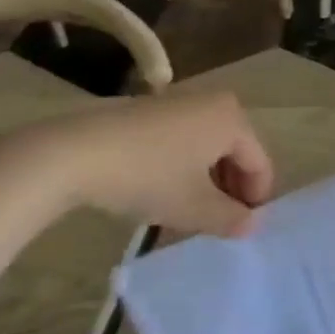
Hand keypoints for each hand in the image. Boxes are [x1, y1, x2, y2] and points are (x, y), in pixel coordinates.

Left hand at [0, 93, 274, 237]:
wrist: (75, 152)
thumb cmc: (147, 175)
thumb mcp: (193, 207)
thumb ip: (230, 218)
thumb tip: (254, 224)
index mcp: (233, 119)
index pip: (259, 163)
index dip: (255, 200)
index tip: (242, 232)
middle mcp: (214, 102)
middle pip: (237, 152)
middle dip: (231, 190)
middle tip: (216, 225)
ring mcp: (182, 101)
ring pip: (209, 146)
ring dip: (207, 180)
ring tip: (189, 214)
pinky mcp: (153, 109)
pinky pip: (185, 139)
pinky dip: (185, 165)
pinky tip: (163, 191)